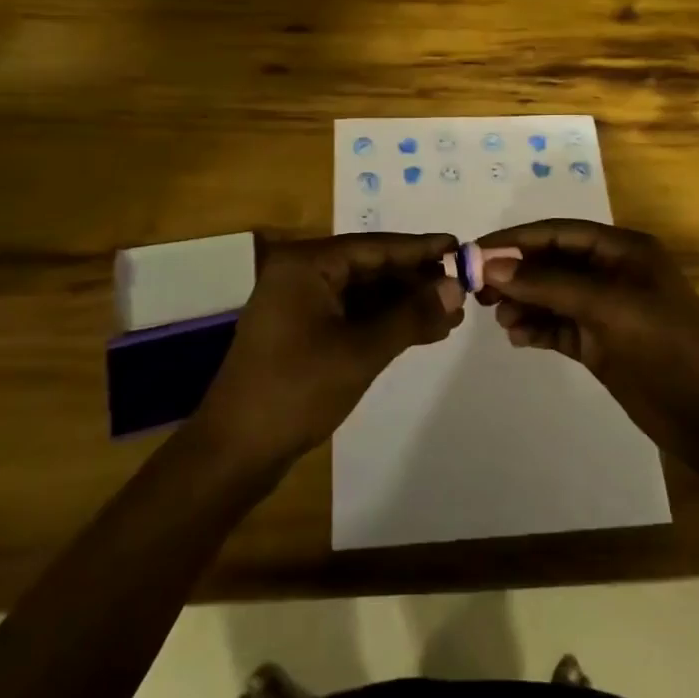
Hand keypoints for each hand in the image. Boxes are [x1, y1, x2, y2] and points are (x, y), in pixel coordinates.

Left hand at [193, 233, 465, 464]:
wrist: (235, 451)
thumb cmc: (296, 391)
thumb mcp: (361, 351)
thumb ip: (411, 315)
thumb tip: (456, 287)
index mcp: (306, 264)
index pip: (375, 246)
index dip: (420, 249)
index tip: (461, 248)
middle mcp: (301, 273)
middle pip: (370, 267)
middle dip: (416, 281)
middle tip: (463, 290)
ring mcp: (300, 303)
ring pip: (365, 293)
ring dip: (404, 304)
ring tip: (451, 316)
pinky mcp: (303, 331)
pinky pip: (353, 314)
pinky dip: (385, 322)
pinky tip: (422, 332)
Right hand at [475, 219, 698, 457]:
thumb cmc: (665, 346)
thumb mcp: (607, 306)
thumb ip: (548, 284)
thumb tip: (492, 265)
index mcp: (623, 250)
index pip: (560, 232)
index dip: (517, 239)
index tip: (476, 251)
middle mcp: (612, 273)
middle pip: (552, 262)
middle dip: (516, 273)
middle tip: (477, 289)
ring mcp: (606, 310)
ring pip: (551, 296)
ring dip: (523, 303)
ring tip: (500, 319)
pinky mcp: (600, 343)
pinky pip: (558, 326)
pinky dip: (536, 328)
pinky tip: (517, 337)